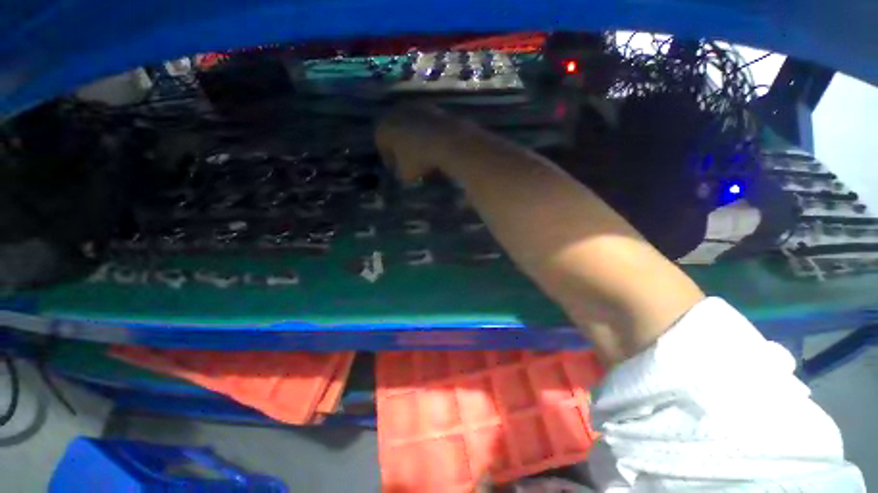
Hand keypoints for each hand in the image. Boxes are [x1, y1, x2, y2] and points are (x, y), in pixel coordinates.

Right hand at [375, 104, 459, 181]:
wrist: (447, 142)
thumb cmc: (419, 160)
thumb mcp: (404, 175)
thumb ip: (399, 174)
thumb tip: (403, 173)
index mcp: (383, 128)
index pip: (382, 147)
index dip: (391, 162)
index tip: (399, 172)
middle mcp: (396, 113)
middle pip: (398, 135)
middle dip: (404, 150)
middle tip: (413, 165)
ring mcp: (416, 107)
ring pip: (413, 129)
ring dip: (418, 142)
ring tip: (427, 158)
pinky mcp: (434, 107)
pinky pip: (428, 126)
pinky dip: (430, 136)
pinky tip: (438, 149)